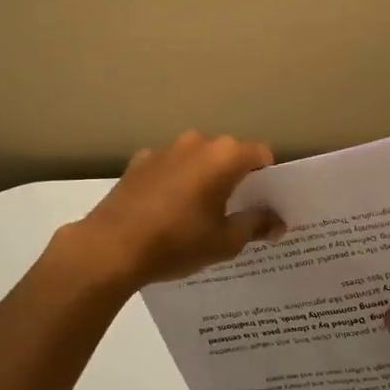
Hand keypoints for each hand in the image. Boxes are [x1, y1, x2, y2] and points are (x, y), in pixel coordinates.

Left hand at [69, 132, 283, 288]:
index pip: (261, 154)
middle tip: (234, 212)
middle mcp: (196, 142)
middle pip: (228, 154)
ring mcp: (165, 149)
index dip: (267, 178)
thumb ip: (256, 225)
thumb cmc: (177, 242)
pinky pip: (169, 166)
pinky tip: (166, 210)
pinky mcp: (139, 161)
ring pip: (197, 158)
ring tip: (197, 213)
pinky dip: (175, 181)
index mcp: (224, 156)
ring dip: (203, 177)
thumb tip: (278, 222)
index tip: (263, 203)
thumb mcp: (225, 241)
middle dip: (235, 177)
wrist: (111, 247)